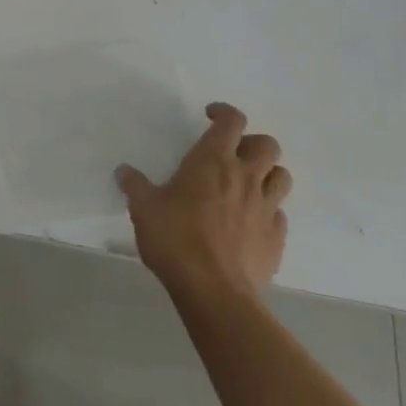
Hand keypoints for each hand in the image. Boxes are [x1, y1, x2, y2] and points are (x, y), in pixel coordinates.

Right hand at [117, 103, 290, 304]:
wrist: (214, 292)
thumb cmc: (175, 239)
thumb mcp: (144, 208)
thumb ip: (135, 186)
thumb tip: (123, 171)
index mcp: (213, 160)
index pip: (232, 120)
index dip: (224, 112)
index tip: (210, 117)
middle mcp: (245, 177)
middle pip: (267, 144)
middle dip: (252, 143)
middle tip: (232, 154)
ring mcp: (265, 208)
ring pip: (282, 177)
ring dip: (268, 174)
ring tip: (247, 185)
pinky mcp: (276, 240)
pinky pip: (279, 215)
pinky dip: (268, 212)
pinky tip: (250, 224)